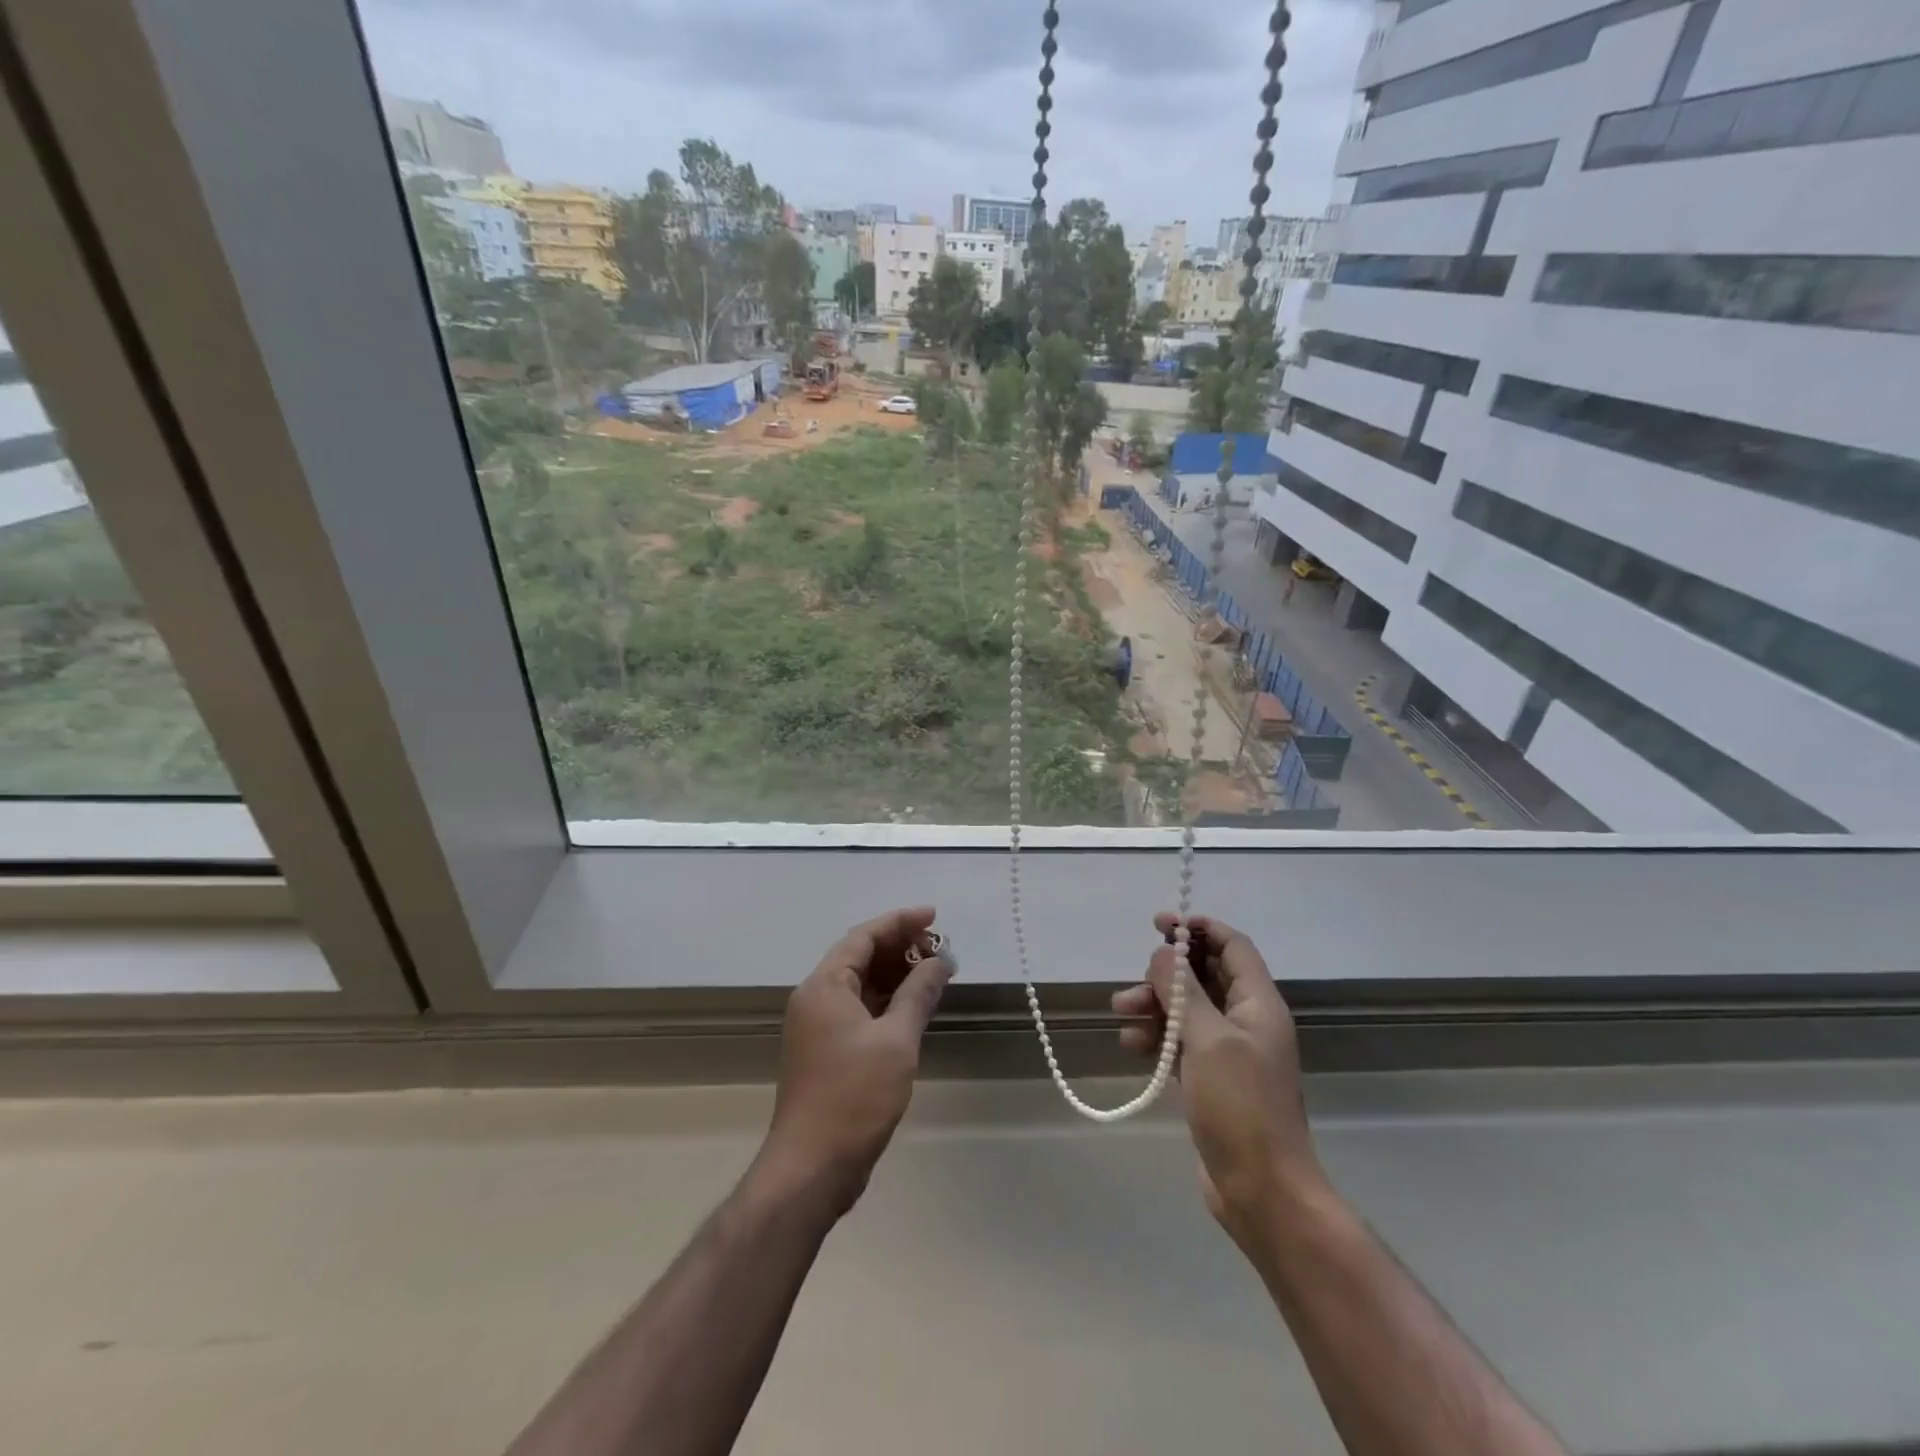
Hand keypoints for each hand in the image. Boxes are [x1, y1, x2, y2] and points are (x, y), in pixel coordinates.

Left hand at [760, 906, 953, 1211]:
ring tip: (935, 971)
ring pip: (861, 984)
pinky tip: (915, 1004)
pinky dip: (888, 1001)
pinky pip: (860, 1009)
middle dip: (901, 947)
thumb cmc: (854, 1096)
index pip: (864, 936)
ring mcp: (820, 1026)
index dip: (900, 921)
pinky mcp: (827, 1051)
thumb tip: (941, 960)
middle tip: (941, 947)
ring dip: (896, 974)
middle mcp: (817, 998)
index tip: (934, 916)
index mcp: (825, 986)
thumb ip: (919, 994)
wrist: (812, 1167)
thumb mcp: (896, 1041)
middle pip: (860, 956)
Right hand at [1113, 914, 1323, 1242]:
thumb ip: (1184, 991)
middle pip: (1203, 975)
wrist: (1262, 1191)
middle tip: (1138, 982)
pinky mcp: (1209, 1078)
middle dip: (1166, 973)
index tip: (1160, 924)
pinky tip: (1133, 1046)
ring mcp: (1227, 1051)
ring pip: (1185, 1008)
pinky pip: (1178, 1041)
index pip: (1231, 945)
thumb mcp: (1208, 1039)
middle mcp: (1245, 1020)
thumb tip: (1164, 954)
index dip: (1198, 928)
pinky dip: (1155, 1036)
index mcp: (1258, 1003)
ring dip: (1154, 1005)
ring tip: (1122, 1015)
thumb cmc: (1241, 1106)